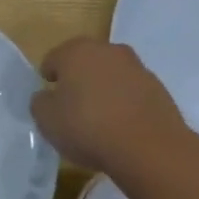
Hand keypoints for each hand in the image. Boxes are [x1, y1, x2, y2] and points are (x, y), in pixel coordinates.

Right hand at [31, 37, 184, 174]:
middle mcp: (107, 50)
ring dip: (103, 90)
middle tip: (72, 107)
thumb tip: (47, 96)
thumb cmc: (88, 127)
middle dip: (77, 80)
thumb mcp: (46, 119)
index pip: (53, 59)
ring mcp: (137, 67)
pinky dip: (124, 103)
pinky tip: (121, 127)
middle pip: (84, 62)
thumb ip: (40, 102)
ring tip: (99, 120)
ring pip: (110, 75)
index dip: (48, 80)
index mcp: (76, 51)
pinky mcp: (159, 88)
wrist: (149, 148)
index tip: (49, 100)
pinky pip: (131, 92)